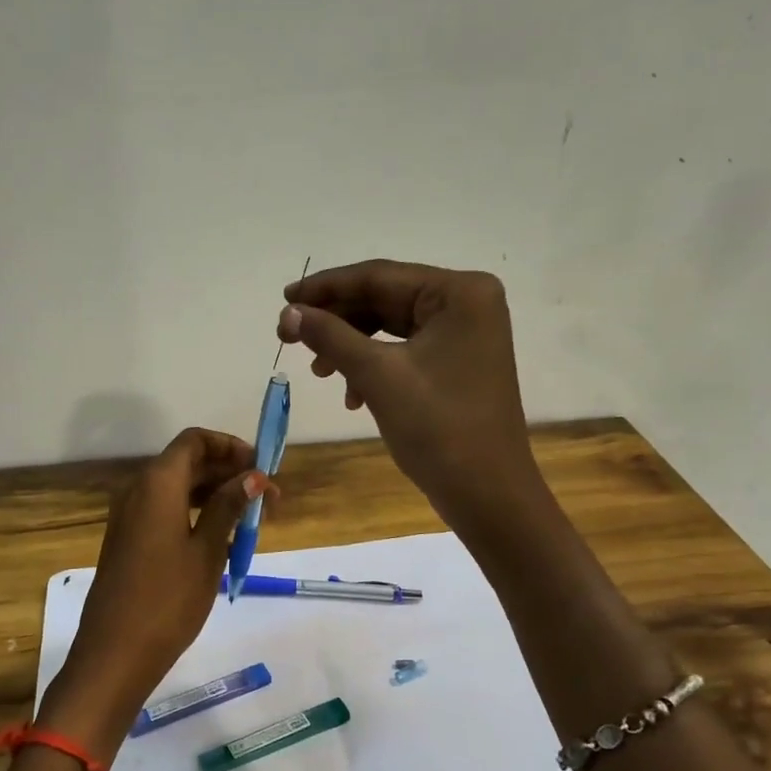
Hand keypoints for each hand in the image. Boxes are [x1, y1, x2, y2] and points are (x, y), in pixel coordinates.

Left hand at [36, 428, 272, 761]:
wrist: (115, 653)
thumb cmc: (168, 599)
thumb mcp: (208, 551)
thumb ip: (229, 507)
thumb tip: (252, 475)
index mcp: (157, 483)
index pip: (195, 441)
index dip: (230, 447)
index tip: (261, 469)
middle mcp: (138, 490)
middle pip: (187, 462)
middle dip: (228, 473)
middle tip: (267, 500)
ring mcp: (129, 516)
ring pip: (177, 488)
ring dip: (214, 495)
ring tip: (251, 521)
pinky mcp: (127, 539)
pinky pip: (164, 510)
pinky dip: (194, 513)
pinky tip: (220, 538)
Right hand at [276, 260, 539, 535]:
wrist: (487, 494)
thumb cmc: (438, 428)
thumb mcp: (377, 375)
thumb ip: (330, 336)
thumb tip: (288, 313)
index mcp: (459, 292)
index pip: (379, 276)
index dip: (325, 287)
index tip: (283, 300)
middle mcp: (467, 303)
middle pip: (384, 299)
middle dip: (336, 320)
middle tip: (289, 337)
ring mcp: (465, 334)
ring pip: (391, 327)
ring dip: (350, 346)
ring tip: (318, 372)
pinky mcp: (458, 362)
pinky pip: (404, 350)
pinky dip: (373, 366)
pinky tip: (352, 395)